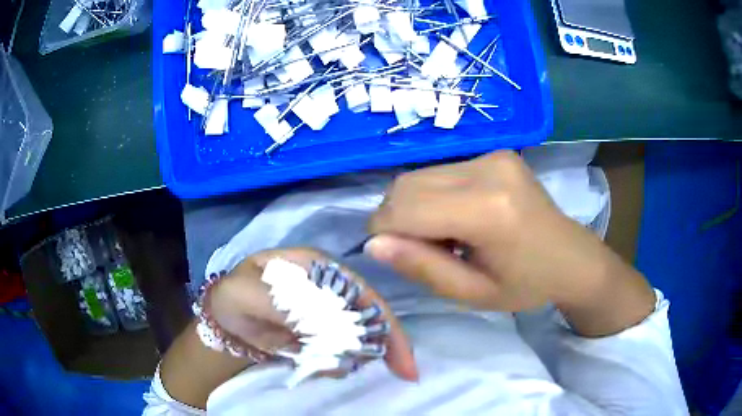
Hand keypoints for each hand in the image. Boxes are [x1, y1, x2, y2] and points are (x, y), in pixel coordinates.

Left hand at [207, 248, 418, 380]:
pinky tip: (319, 368)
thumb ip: (282, 305)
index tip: (403, 360)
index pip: (362, 291)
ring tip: (325, 368)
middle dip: (382, 346)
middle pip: (369, 316)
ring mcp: (325, 314)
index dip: (385, 322)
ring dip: (352, 358)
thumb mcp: (247, 293)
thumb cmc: (233, 297)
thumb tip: (323, 325)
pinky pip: (339, 353)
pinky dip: (336, 365)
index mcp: (317, 267)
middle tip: (401, 374)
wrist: (223, 321)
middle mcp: (329, 289)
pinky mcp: (319, 336)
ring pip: (357, 339)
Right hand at [366, 151, 654, 334]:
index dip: (383, 232)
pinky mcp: (495, 153)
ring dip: (415, 207)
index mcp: (489, 210)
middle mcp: (489, 170)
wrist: (572, 257)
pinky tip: (458, 217)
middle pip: (407, 185)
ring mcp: (493, 155)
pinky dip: (434, 196)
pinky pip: (440, 172)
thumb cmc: (526, 285)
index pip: (406, 208)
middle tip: (424, 249)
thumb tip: (373, 244)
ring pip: (419, 175)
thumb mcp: (472, 293)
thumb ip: (422, 267)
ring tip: (445, 235)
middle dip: (396, 219)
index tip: (393, 256)